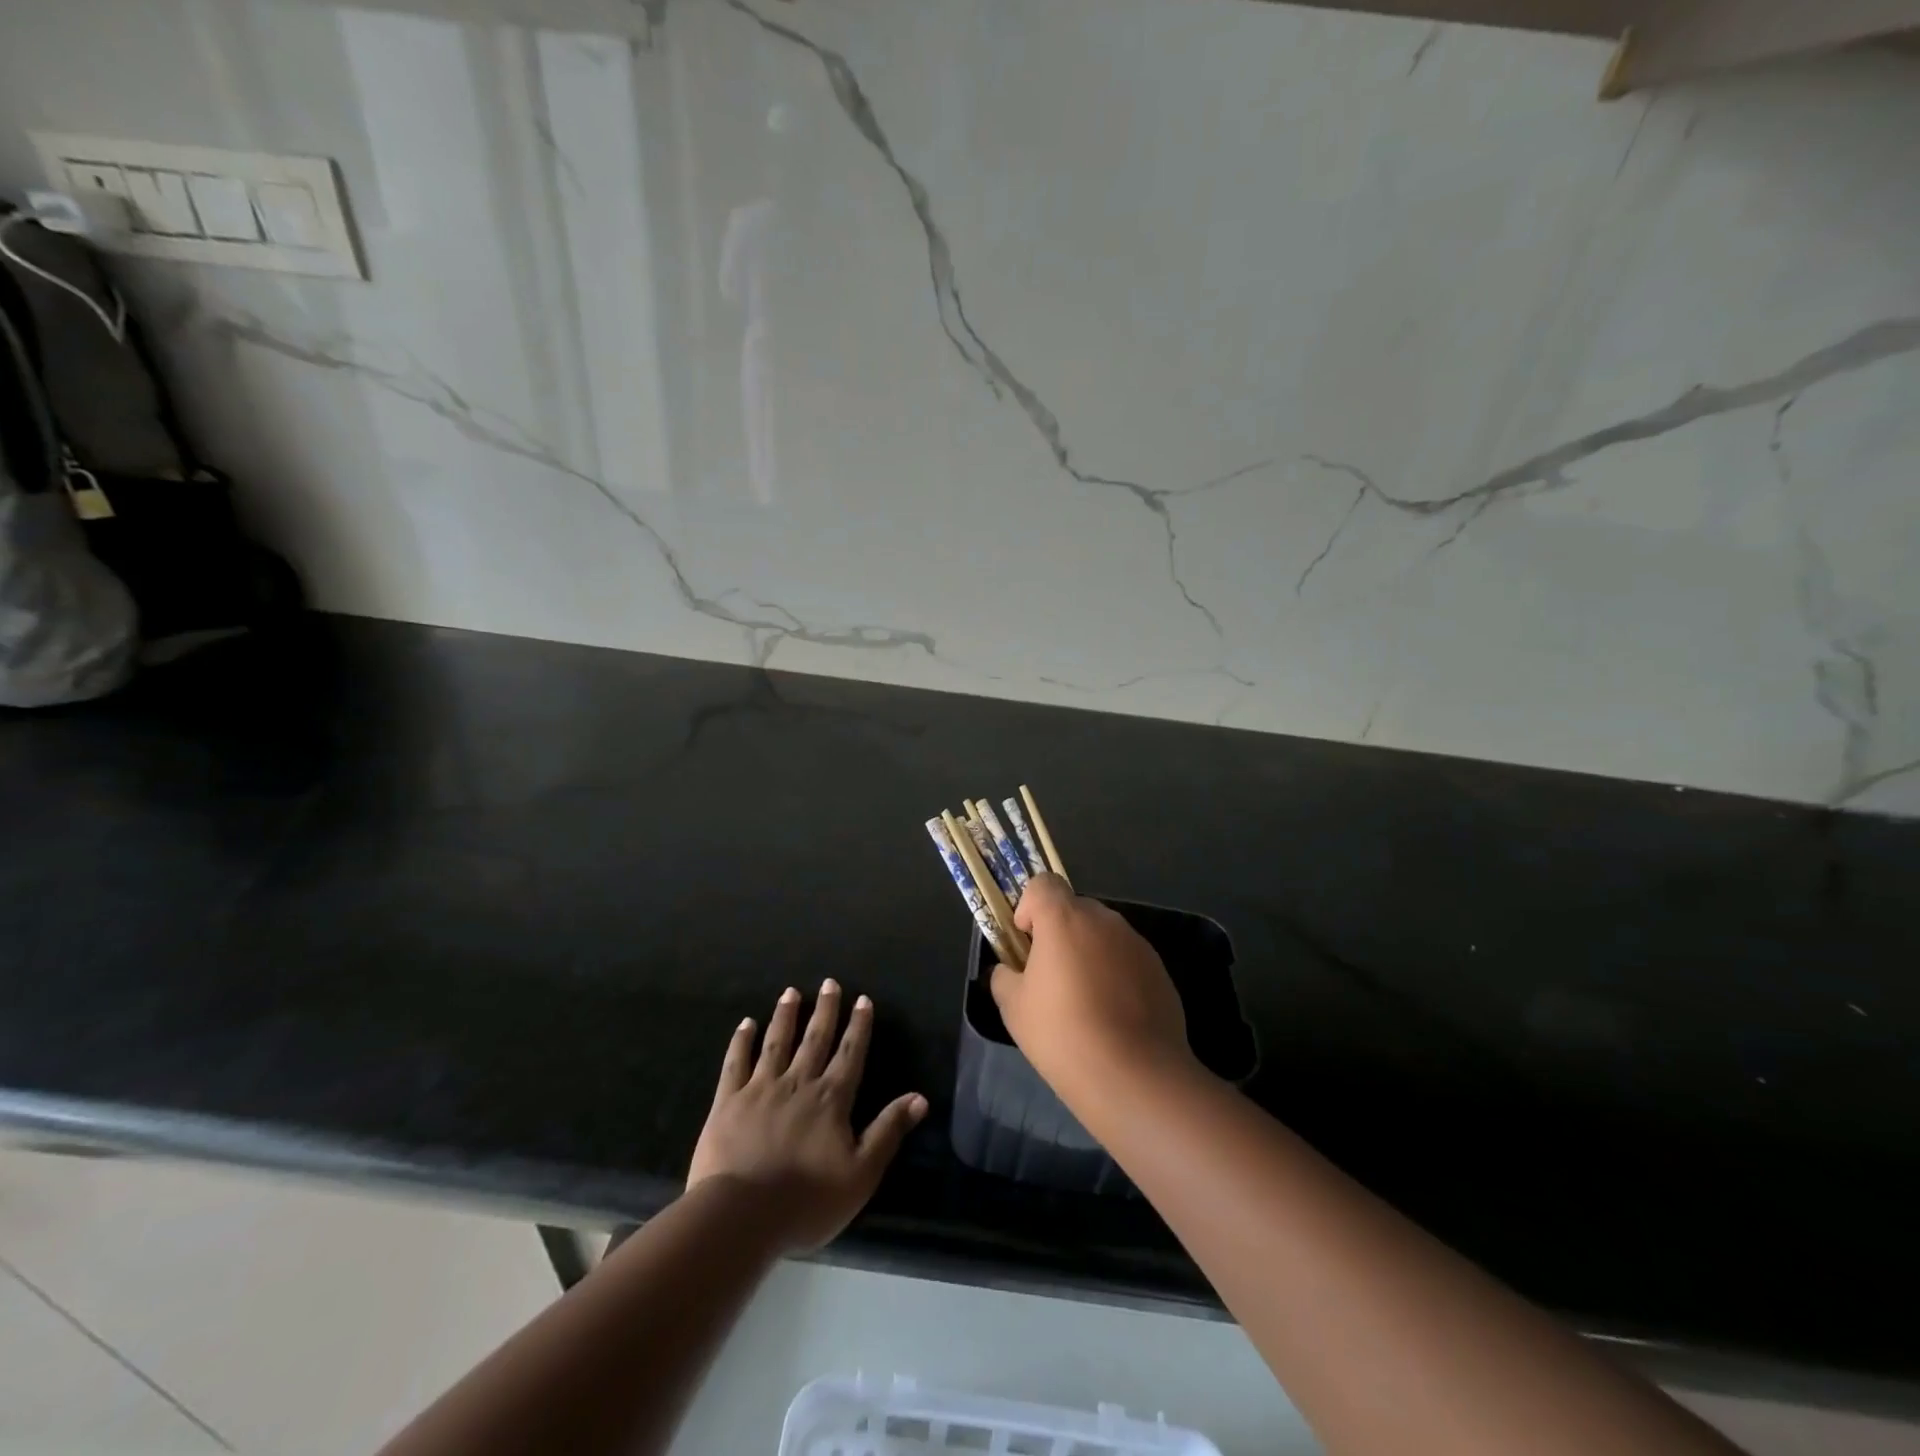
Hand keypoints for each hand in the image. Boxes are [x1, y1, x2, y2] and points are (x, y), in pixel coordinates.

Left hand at [687, 980, 926, 1251]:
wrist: (741, 1216)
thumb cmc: (807, 1201)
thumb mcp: (861, 1173)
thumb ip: (888, 1131)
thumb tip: (920, 1097)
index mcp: (831, 1099)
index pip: (850, 1053)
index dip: (859, 1026)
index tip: (863, 999)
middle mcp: (798, 1083)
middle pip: (815, 1039)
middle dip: (825, 1010)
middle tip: (829, 983)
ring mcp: (761, 1088)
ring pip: (777, 1042)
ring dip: (786, 1016)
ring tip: (790, 992)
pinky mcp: (728, 1101)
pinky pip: (736, 1063)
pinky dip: (741, 1041)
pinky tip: (746, 1023)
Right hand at [990, 876, 1195, 1106]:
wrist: (1135, 1075)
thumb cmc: (1063, 1034)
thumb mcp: (1013, 1008)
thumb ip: (1004, 977)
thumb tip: (1010, 970)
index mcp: (1064, 919)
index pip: (1043, 883)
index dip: (1030, 907)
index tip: (1027, 943)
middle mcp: (1103, 920)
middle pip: (1074, 909)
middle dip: (1060, 933)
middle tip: (1052, 977)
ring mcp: (1136, 943)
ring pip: (1103, 934)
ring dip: (1089, 953)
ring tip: (1086, 1002)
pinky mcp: (1160, 969)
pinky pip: (1127, 958)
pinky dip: (1116, 974)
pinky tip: (1114, 1016)